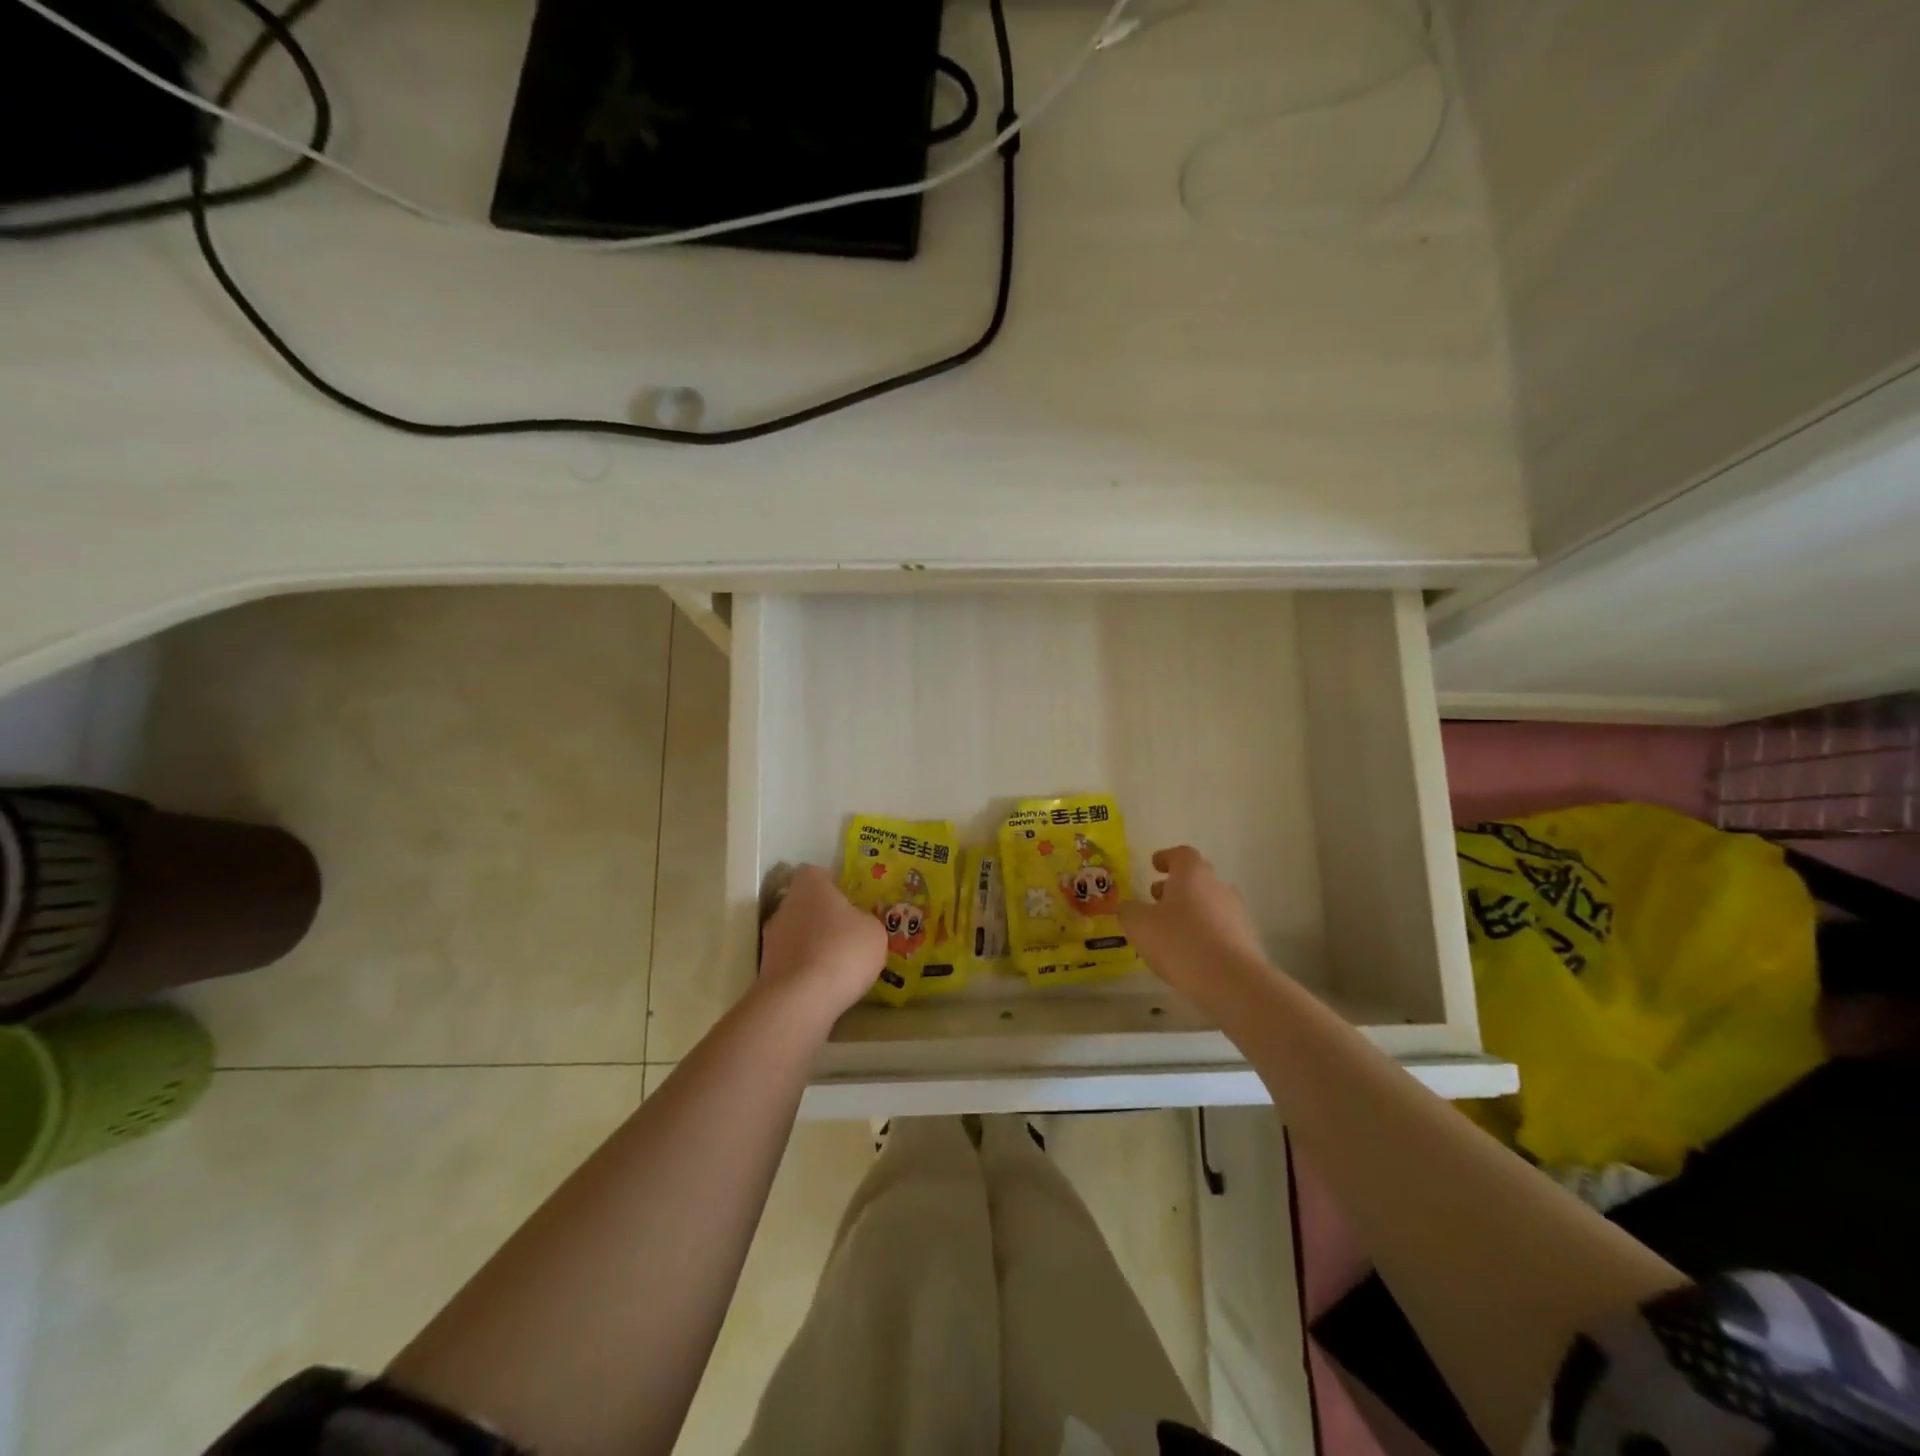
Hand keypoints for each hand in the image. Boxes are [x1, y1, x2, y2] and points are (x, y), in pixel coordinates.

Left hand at [756, 864, 886, 1022]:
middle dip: (824, 916)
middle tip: (848, 932)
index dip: (833, 883)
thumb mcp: (874, 931)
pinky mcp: (767, 970)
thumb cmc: (843, 951)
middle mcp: (785, 906)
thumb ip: (865, 921)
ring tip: (839, 963)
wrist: (801, 1000)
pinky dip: (807, 969)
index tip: (850, 898)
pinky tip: (826, 983)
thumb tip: (857, 924)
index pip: (816, 873)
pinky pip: (793, 961)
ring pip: (797, 933)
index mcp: (810, 886)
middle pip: (805, 903)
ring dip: (814, 944)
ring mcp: (771, 939)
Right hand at [1121, 846, 1268, 1005]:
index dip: (1166, 857)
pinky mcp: (1246, 941)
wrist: (1233, 982)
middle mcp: (1218, 887)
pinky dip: (1203, 934)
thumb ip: (1130, 911)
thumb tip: (1130, 907)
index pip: (1182, 854)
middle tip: (1155, 900)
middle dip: (1175, 887)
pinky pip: (1219, 929)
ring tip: (1168, 933)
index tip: (1154, 865)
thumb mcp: (1139, 925)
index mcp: (1193, 875)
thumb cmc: (1180, 942)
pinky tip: (1189, 954)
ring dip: (1189, 912)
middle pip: (1196, 879)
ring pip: (1208, 905)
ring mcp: (1237, 914)